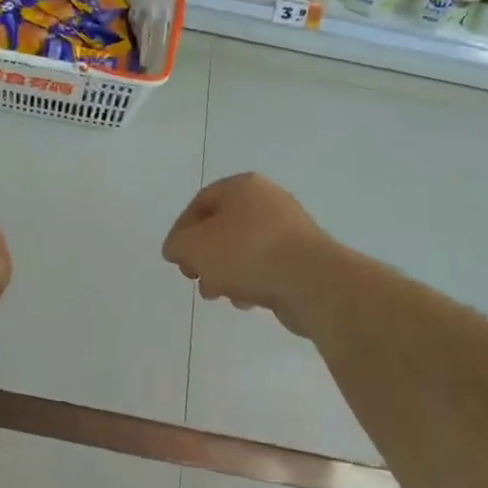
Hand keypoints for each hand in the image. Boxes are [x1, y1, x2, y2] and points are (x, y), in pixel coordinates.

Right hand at [162, 173, 331, 332]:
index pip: (201, 203)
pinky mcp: (304, 257)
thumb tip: (179, 249)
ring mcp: (290, 229)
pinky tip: (247, 301)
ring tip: (219, 294)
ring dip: (225, 272)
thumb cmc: (246, 254)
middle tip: (195, 278)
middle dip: (204, 256)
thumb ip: (177, 245)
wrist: (312, 282)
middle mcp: (268, 200)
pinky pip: (267, 265)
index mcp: (242, 187)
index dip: (182, 231)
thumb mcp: (194, 247)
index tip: (176, 259)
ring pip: (244, 249)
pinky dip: (252, 280)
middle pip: (223, 227)